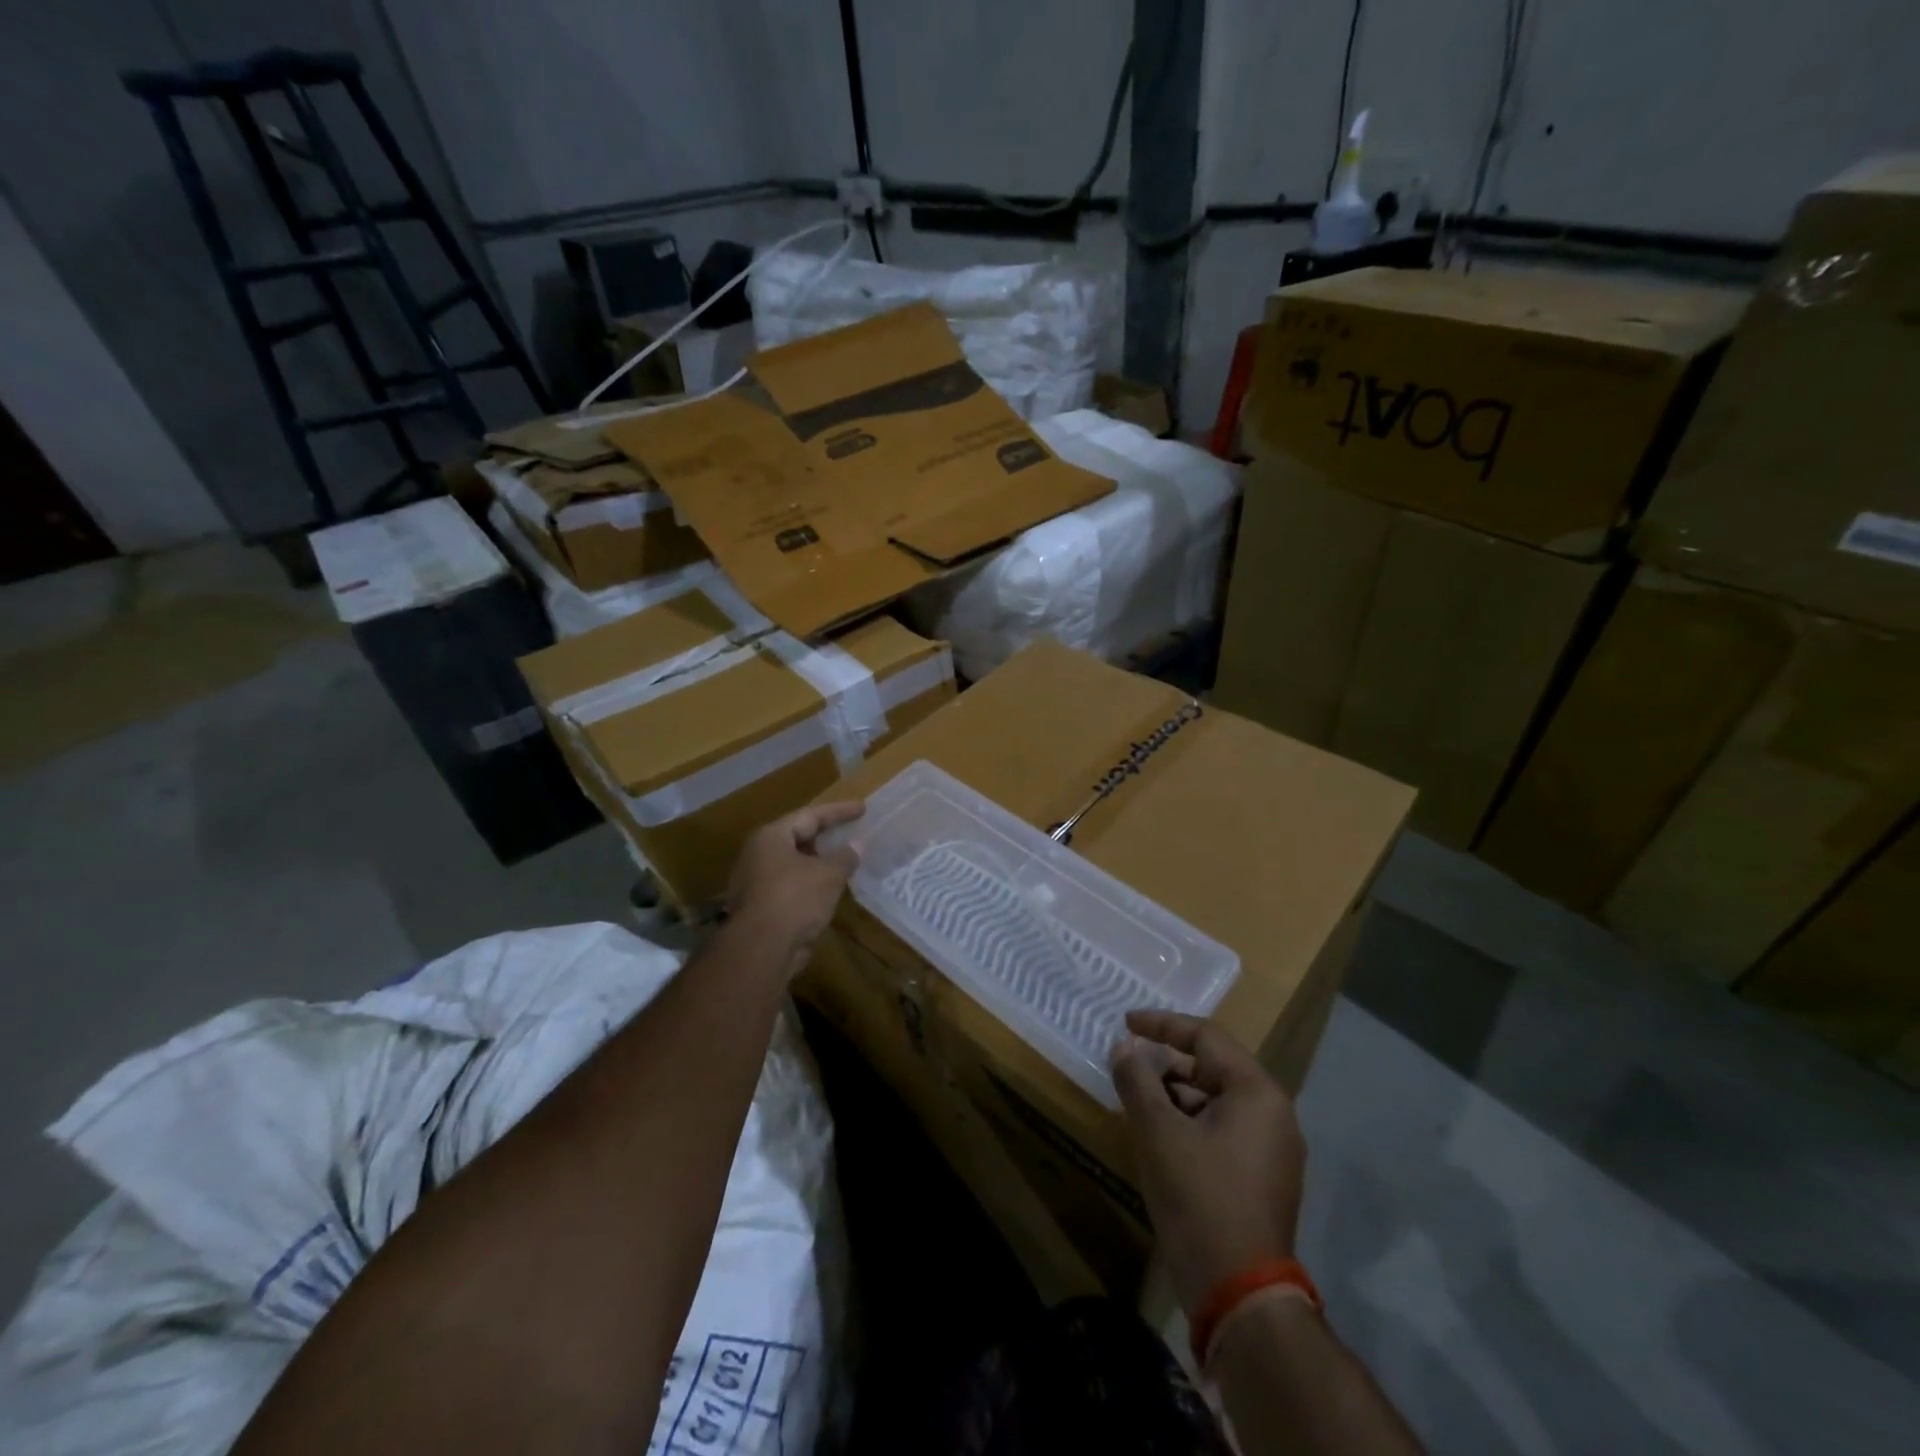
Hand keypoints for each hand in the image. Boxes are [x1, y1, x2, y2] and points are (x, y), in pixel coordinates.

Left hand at [725, 801, 862, 972]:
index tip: (862, 808)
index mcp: (771, 837)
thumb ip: (845, 856)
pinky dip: (811, 885)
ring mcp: (755, 882)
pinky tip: (830, 891)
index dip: (838, 811)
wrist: (761, 949)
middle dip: (825, 837)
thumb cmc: (795, 899)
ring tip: (844, 862)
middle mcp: (758, 854)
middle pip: (797, 838)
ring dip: (819, 864)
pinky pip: (791, 887)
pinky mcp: (760, 908)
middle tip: (850, 833)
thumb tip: (858, 844)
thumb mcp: (828, 874)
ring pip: (794, 865)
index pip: (809, 816)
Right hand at [1112, 1010, 1307, 1316]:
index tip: (1126, 1022)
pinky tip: (1159, 1135)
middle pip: (1214, 1068)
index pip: (1206, 1038)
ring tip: (1137, 1099)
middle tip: (1129, 1063)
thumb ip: (1137, 1079)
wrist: (1239, 1293)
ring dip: (1176, 1094)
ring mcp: (1273, 1150)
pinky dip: (1190, 1122)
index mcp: (1257, 1093)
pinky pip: (1223, 1130)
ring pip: (1216, 1101)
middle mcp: (1274, 1114)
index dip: (1162, 1025)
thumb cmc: (1199, 1196)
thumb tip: (1124, 1048)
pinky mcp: (1263, 1179)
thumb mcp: (1158, 1131)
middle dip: (1167, 1063)